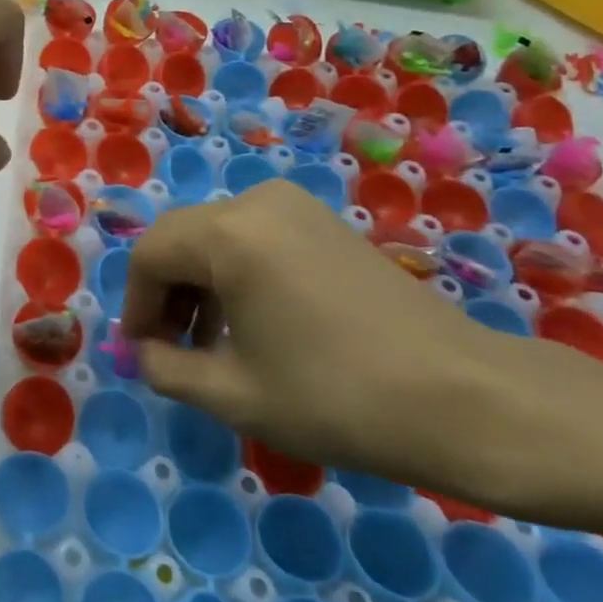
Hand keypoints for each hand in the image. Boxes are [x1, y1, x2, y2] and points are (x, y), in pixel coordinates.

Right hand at [121, 181, 508, 485]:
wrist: (466, 399)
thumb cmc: (337, 397)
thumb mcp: (234, 394)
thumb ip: (166, 369)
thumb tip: (144, 353)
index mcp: (228, 233)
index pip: (150, 255)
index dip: (136, 305)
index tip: (142, 354)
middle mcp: (256, 201)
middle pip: (181, 239)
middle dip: (165, 294)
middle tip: (170, 351)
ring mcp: (295, 206)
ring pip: (216, 237)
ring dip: (200, 285)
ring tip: (211, 345)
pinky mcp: (324, 222)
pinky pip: (254, 238)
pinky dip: (236, 274)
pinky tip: (254, 323)